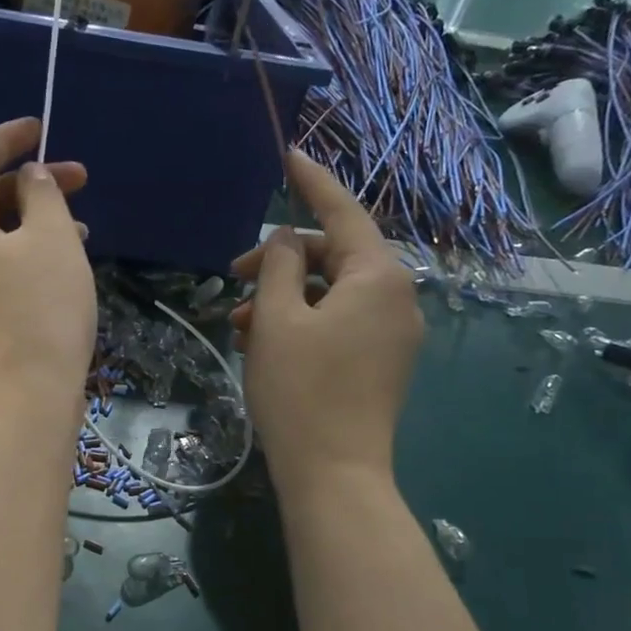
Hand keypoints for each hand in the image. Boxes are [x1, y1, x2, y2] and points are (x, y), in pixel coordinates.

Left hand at [0, 117, 95, 423]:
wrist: (23, 397)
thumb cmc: (38, 308)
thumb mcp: (50, 238)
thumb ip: (42, 193)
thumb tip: (30, 178)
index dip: (8, 137)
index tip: (42, 127)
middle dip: (30, 184)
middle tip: (80, 179)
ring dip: (34, 221)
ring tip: (81, 226)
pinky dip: (26, 254)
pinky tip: (63, 262)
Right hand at [230, 150, 421, 490]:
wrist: (334, 475)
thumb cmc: (301, 392)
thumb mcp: (277, 320)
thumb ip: (280, 265)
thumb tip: (288, 240)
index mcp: (378, 276)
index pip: (342, 212)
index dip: (311, 182)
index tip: (287, 155)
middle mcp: (397, 297)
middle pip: (335, 257)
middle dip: (283, 263)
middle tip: (234, 277)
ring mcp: (393, 333)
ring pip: (333, 294)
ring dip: (286, 299)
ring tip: (239, 325)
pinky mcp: (382, 363)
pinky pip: (341, 324)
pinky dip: (304, 325)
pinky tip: (264, 346)